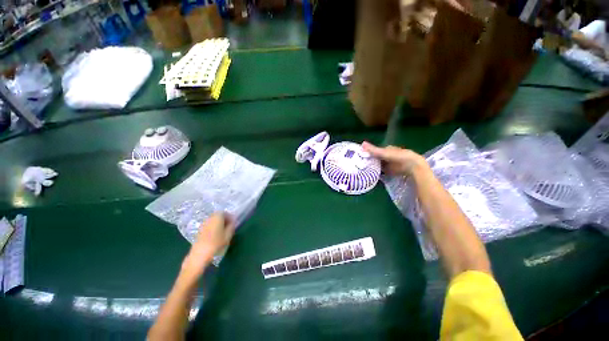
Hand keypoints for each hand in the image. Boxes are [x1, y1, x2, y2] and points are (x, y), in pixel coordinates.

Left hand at [182, 213, 235, 274]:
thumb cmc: (216, 243)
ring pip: (213, 221)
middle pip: (218, 216)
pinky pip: (208, 226)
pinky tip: (215, 236)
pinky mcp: (199, 231)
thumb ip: (231, 227)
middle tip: (229, 227)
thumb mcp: (228, 235)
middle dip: (224, 220)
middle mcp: (209, 218)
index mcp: (217, 217)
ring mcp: (203, 224)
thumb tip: (233, 222)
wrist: (199, 255)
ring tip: (223, 232)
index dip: (230, 217)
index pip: (225, 213)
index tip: (233, 223)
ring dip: (218, 224)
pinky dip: (213, 228)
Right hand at [362, 142, 427, 175]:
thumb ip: (373, 149)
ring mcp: (388, 164)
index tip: (359, 156)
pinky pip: (380, 172)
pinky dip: (376, 173)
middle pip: (375, 158)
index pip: (374, 151)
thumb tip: (362, 143)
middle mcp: (387, 156)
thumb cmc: (397, 156)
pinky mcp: (390, 172)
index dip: (367, 153)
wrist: (411, 166)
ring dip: (371, 167)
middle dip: (368, 161)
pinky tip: (369, 175)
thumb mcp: (383, 152)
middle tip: (359, 165)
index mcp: (386, 149)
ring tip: (362, 170)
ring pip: (377, 165)